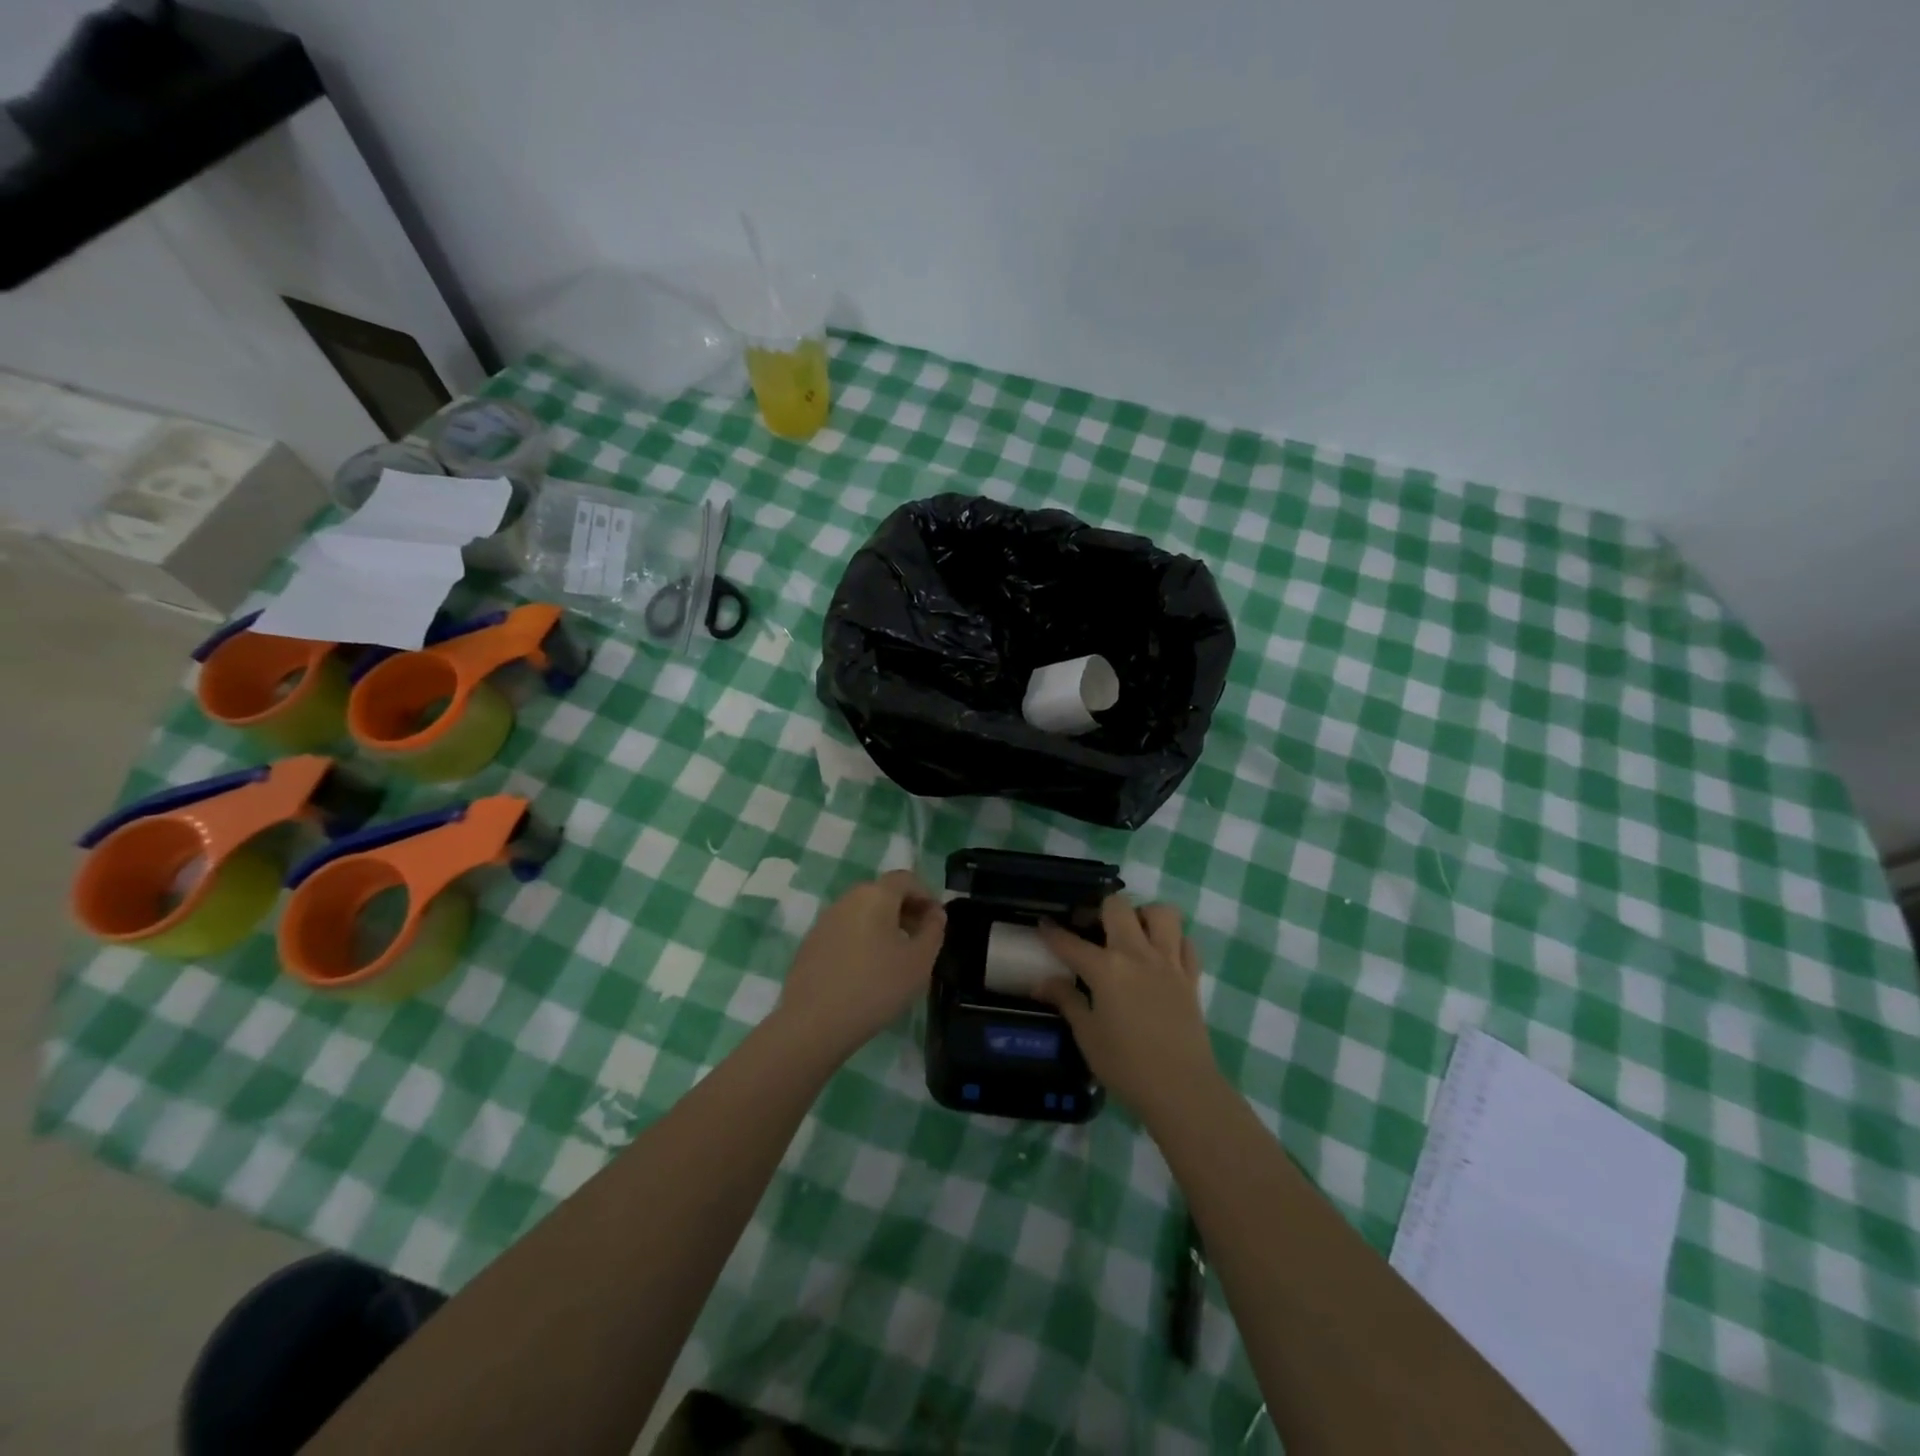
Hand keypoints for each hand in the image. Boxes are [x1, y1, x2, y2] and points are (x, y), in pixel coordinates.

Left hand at [776, 870, 946, 1062]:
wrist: (813, 1023)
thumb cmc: (875, 987)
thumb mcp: (919, 962)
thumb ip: (934, 931)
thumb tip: (934, 913)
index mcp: (876, 895)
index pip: (906, 879)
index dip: (926, 895)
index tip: (937, 922)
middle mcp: (848, 899)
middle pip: (883, 893)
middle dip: (906, 910)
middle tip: (920, 939)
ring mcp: (825, 920)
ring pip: (863, 912)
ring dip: (884, 926)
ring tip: (896, 957)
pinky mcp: (811, 943)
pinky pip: (846, 931)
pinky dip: (862, 940)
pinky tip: (867, 971)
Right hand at [1036, 895, 1219, 1124]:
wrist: (1182, 1090)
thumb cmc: (1126, 1066)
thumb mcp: (1087, 1036)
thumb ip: (1066, 1001)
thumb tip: (1041, 983)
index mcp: (1106, 969)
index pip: (1071, 942)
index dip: (1052, 931)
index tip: (1043, 923)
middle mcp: (1137, 954)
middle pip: (1118, 907)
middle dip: (1100, 909)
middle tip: (1092, 928)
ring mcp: (1168, 962)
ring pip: (1162, 913)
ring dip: (1144, 915)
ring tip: (1132, 933)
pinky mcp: (1191, 977)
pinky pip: (1186, 942)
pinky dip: (1174, 941)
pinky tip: (1161, 956)